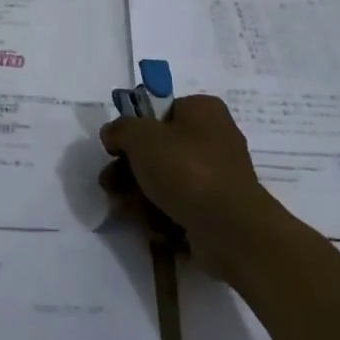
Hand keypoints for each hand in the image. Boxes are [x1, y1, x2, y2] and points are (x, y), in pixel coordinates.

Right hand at [98, 95, 284, 276]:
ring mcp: (217, 177)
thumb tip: (112, 135)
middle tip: (110, 185)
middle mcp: (214, 139)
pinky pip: (180, 207)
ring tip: (126, 209)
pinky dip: (162, 216)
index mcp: (203, 111)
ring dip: (140, 196)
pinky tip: (153, 226)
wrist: (229, 228)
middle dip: (129, 171)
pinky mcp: (216, 211)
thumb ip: (120, 130)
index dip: (135, 130)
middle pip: (159, 151)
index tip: (115, 149)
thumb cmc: (186, 169)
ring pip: (166, 182)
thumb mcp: (141, 137)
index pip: (160, 112)